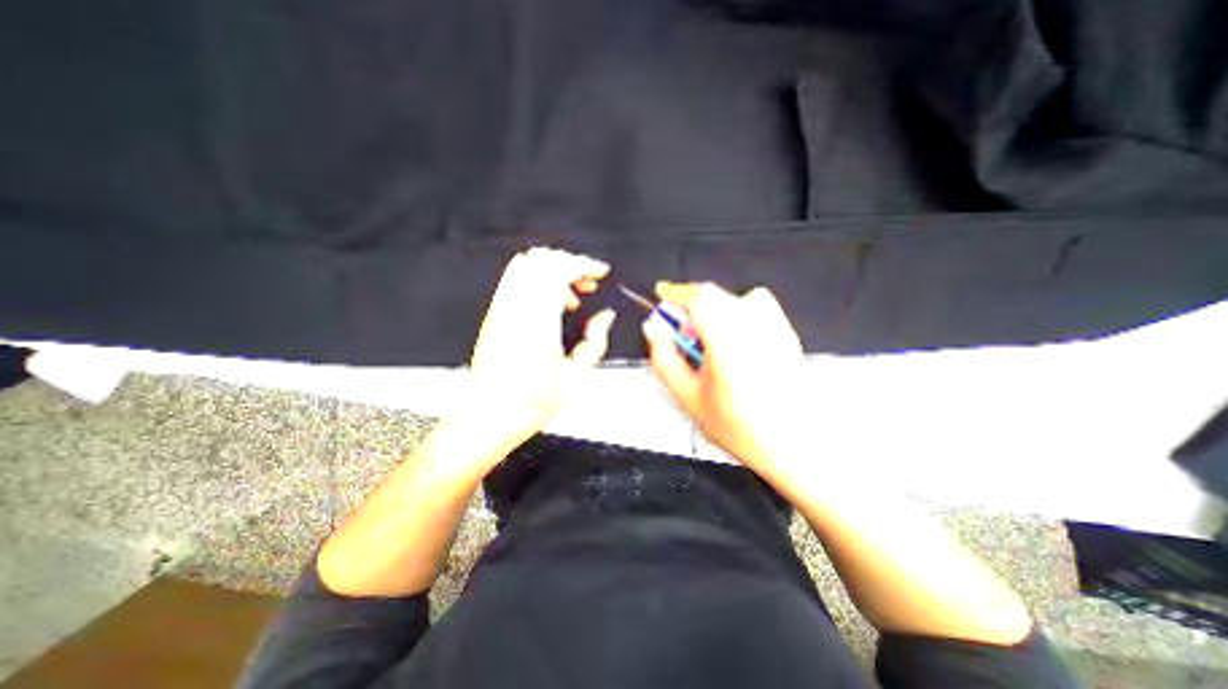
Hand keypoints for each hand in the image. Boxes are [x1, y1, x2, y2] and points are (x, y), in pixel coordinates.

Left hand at [457, 249, 619, 455]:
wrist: (489, 415)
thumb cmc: (529, 403)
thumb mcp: (577, 376)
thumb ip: (596, 340)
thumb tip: (605, 318)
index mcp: (537, 322)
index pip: (558, 269)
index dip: (584, 264)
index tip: (600, 272)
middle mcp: (515, 309)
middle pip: (541, 259)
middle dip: (570, 263)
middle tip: (588, 283)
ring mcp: (501, 309)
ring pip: (526, 264)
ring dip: (553, 271)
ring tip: (571, 295)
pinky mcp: (494, 315)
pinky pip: (516, 281)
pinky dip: (538, 281)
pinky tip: (551, 305)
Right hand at [645, 279, 808, 473]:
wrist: (792, 443)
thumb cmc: (738, 426)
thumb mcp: (688, 397)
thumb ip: (664, 359)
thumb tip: (653, 329)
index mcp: (727, 341)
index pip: (699, 298)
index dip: (676, 291)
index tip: (662, 293)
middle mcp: (754, 327)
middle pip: (715, 295)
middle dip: (692, 306)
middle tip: (683, 333)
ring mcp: (775, 327)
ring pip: (735, 299)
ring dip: (715, 310)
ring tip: (711, 340)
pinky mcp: (787, 332)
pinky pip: (757, 306)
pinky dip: (738, 312)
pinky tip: (737, 341)